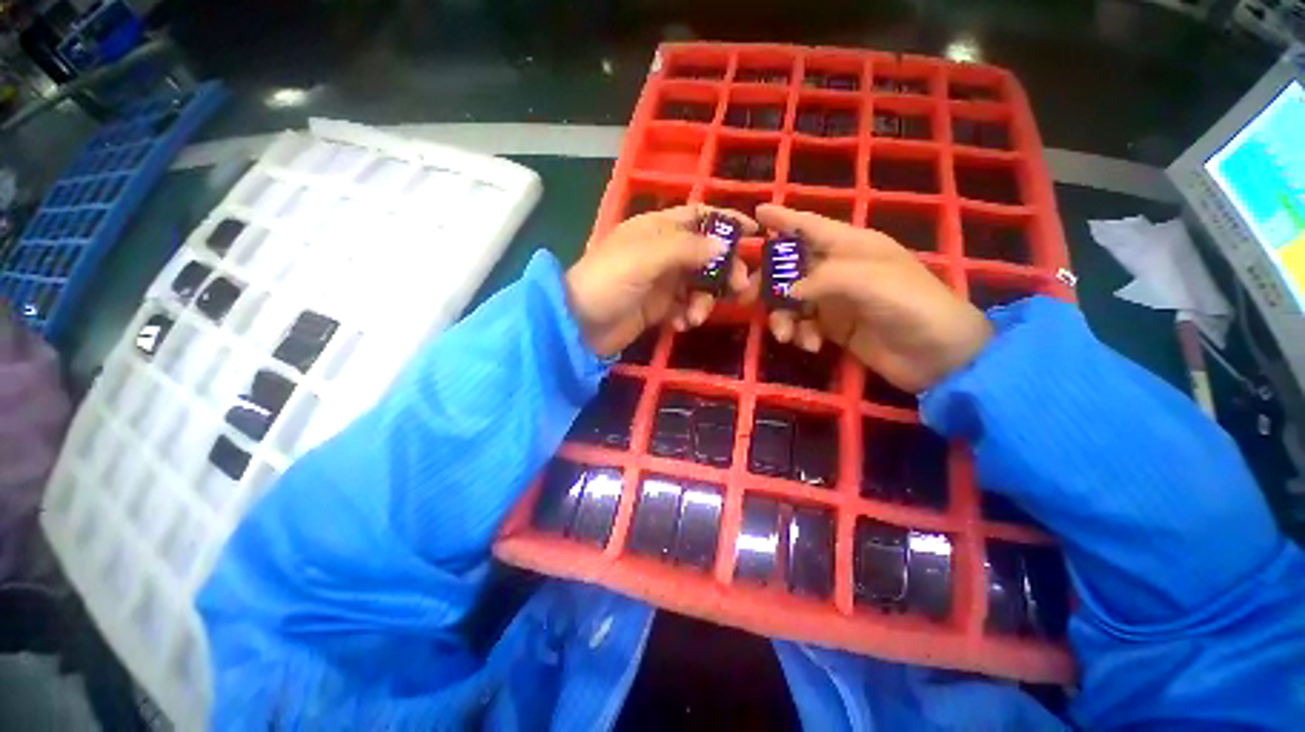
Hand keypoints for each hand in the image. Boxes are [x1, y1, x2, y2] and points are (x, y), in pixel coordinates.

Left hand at [566, 205, 754, 356]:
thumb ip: (686, 248)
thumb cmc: (609, 281)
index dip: (726, 220)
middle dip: (724, 269)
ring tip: (694, 316)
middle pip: (706, 253)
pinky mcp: (658, 307)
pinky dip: (688, 315)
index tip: (755, 232)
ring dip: (703, 300)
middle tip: (739, 287)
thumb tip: (725, 243)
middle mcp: (662, 252)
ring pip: (699, 284)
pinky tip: (681, 324)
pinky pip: (685, 307)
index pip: (698, 216)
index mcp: (657, 229)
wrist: (579, 325)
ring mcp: (661, 281)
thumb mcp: (646, 258)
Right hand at [756, 204, 991, 392]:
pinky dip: (801, 334)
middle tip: (745, 298)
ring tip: (786, 335)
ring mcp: (836, 300)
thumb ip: (820, 280)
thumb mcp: (868, 282)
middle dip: (769, 282)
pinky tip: (811, 345)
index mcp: (852, 246)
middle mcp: (840, 269)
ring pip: (792, 301)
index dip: (784, 218)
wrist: (939, 357)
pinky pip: (804, 324)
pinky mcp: (835, 327)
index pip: (811, 226)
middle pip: (792, 268)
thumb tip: (782, 291)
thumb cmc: (911, 306)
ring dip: (783, 317)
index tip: (756, 213)